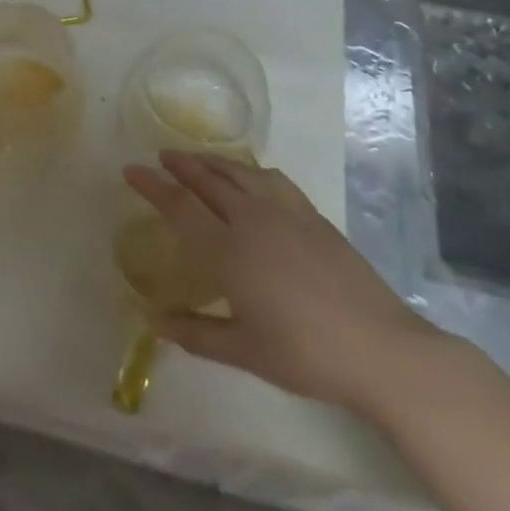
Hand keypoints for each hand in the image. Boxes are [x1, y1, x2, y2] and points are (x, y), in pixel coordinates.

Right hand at [124, 151, 449, 419]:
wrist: (379, 346)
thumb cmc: (305, 354)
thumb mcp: (243, 352)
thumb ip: (195, 332)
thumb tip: (153, 319)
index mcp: (229, 251)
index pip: (180, 207)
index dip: (152, 186)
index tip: (130, 169)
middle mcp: (252, 219)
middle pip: (208, 179)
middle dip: (180, 164)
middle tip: (161, 156)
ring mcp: (285, 212)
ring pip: (239, 172)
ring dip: (212, 161)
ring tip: (196, 158)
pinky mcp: (311, 214)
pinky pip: (271, 178)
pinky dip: (249, 169)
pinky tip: (250, 175)